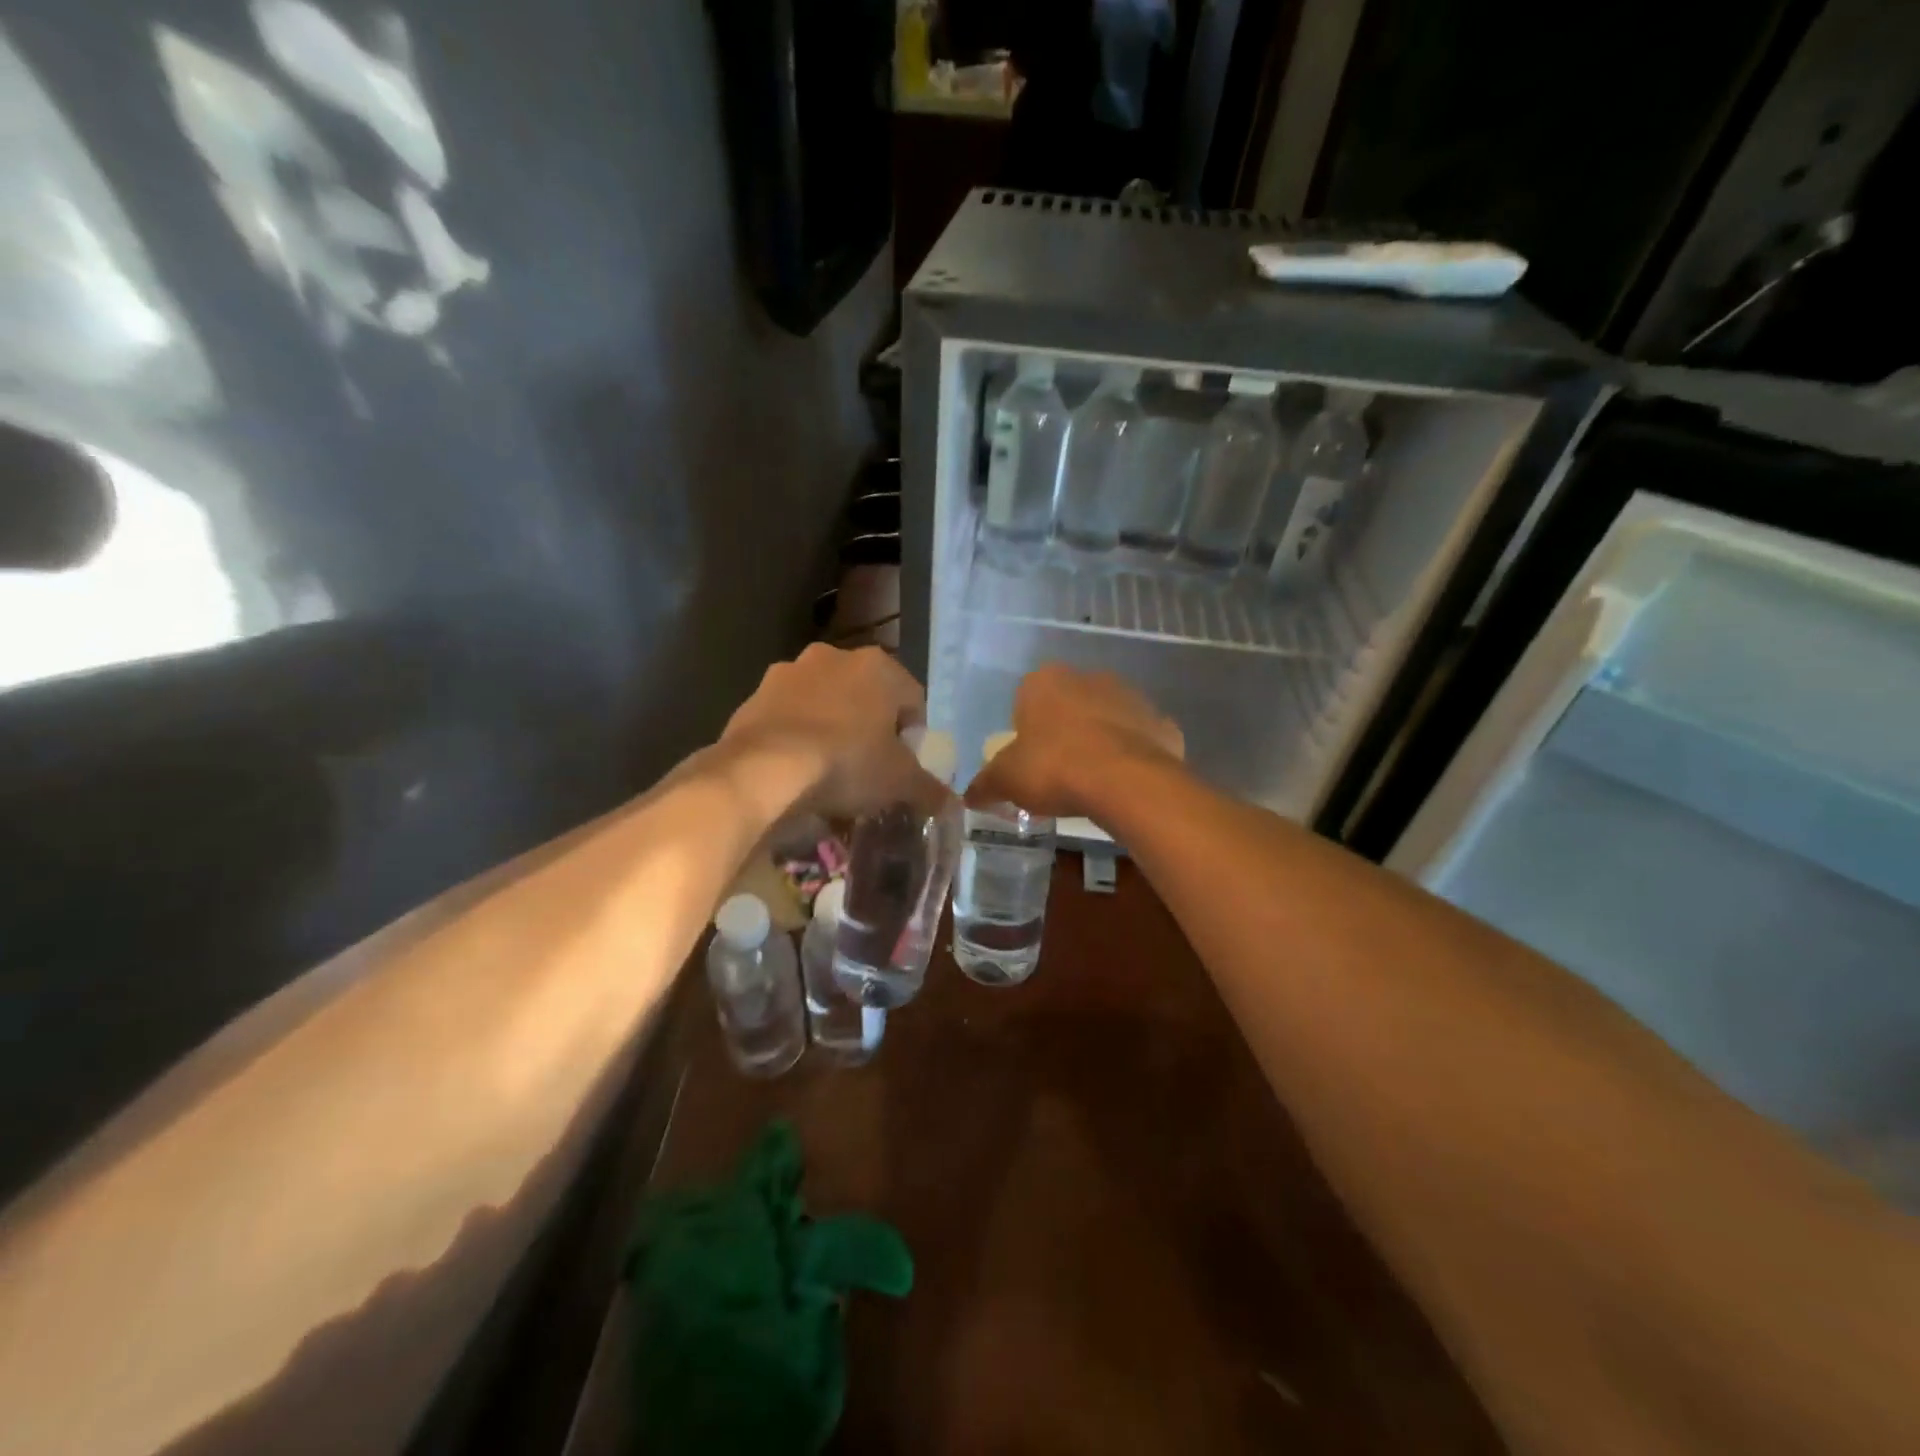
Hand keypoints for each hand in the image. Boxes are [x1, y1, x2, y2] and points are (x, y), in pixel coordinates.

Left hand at [721, 644, 946, 820]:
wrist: (763, 769)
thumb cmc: (847, 763)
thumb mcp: (899, 783)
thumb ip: (930, 790)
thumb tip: (952, 805)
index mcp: (879, 666)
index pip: (912, 699)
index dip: (912, 735)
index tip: (902, 766)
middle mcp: (835, 656)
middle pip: (866, 696)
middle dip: (869, 727)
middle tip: (868, 767)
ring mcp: (790, 672)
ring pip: (825, 702)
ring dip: (831, 727)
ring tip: (827, 770)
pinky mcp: (755, 695)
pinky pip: (788, 716)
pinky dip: (796, 735)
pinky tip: (795, 767)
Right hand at [965, 664, 1183, 818]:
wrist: (1125, 781)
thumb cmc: (1054, 767)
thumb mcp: (1007, 780)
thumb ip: (985, 784)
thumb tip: (968, 796)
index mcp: (1045, 681)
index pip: (1027, 698)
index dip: (1026, 730)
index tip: (1028, 760)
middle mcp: (1089, 678)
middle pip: (1069, 705)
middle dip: (1063, 732)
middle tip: (1057, 772)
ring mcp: (1131, 697)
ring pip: (1107, 719)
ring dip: (1099, 741)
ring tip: (1092, 782)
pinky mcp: (1162, 723)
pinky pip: (1140, 739)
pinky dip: (1133, 756)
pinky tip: (1124, 783)